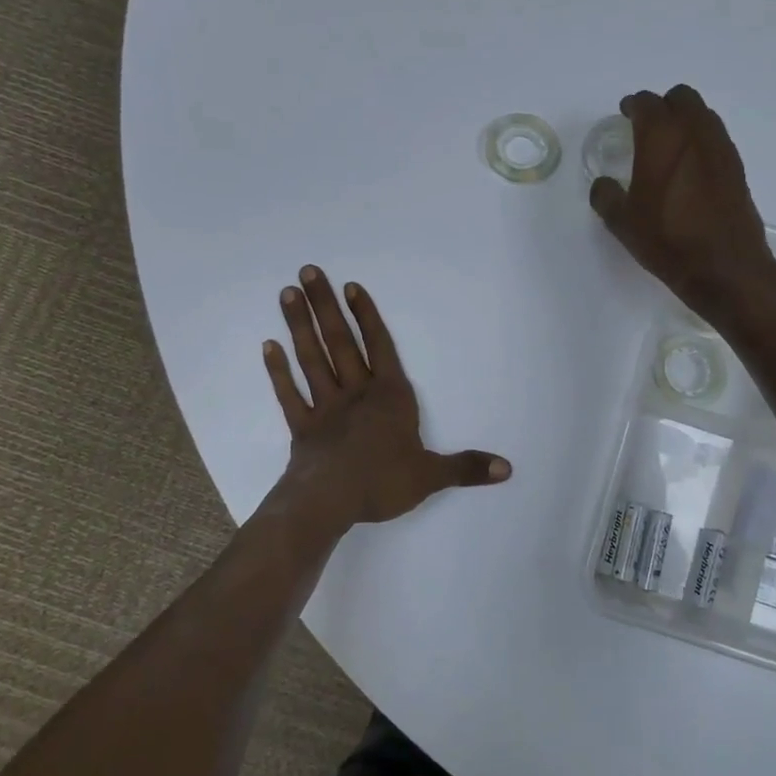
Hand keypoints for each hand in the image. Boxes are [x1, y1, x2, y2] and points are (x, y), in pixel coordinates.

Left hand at [262, 266, 510, 533]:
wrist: (329, 503)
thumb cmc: (382, 482)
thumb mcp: (431, 476)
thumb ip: (466, 467)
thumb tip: (507, 469)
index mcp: (390, 397)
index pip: (379, 347)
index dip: (366, 316)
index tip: (351, 286)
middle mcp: (356, 393)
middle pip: (340, 342)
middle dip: (326, 306)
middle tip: (308, 271)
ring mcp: (325, 408)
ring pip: (312, 359)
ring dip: (300, 326)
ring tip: (288, 294)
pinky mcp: (303, 428)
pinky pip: (289, 394)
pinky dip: (278, 371)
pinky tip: (268, 346)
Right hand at [589, 86, 775, 320]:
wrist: (725, 268)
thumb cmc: (667, 240)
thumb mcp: (623, 222)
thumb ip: (607, 196)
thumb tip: (604, 185)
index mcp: (662, 137)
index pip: (647, 103)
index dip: (633, 105)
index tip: (625, 114)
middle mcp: (695, 132)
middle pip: (681, 98)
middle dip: (662, 106)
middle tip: (647, 126)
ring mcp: (721, 148)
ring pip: (703, 115)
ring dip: (685, 120)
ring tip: (669, 146)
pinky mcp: (737, 168)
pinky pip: (716, 139)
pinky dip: (700, 141)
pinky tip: (689, 169)